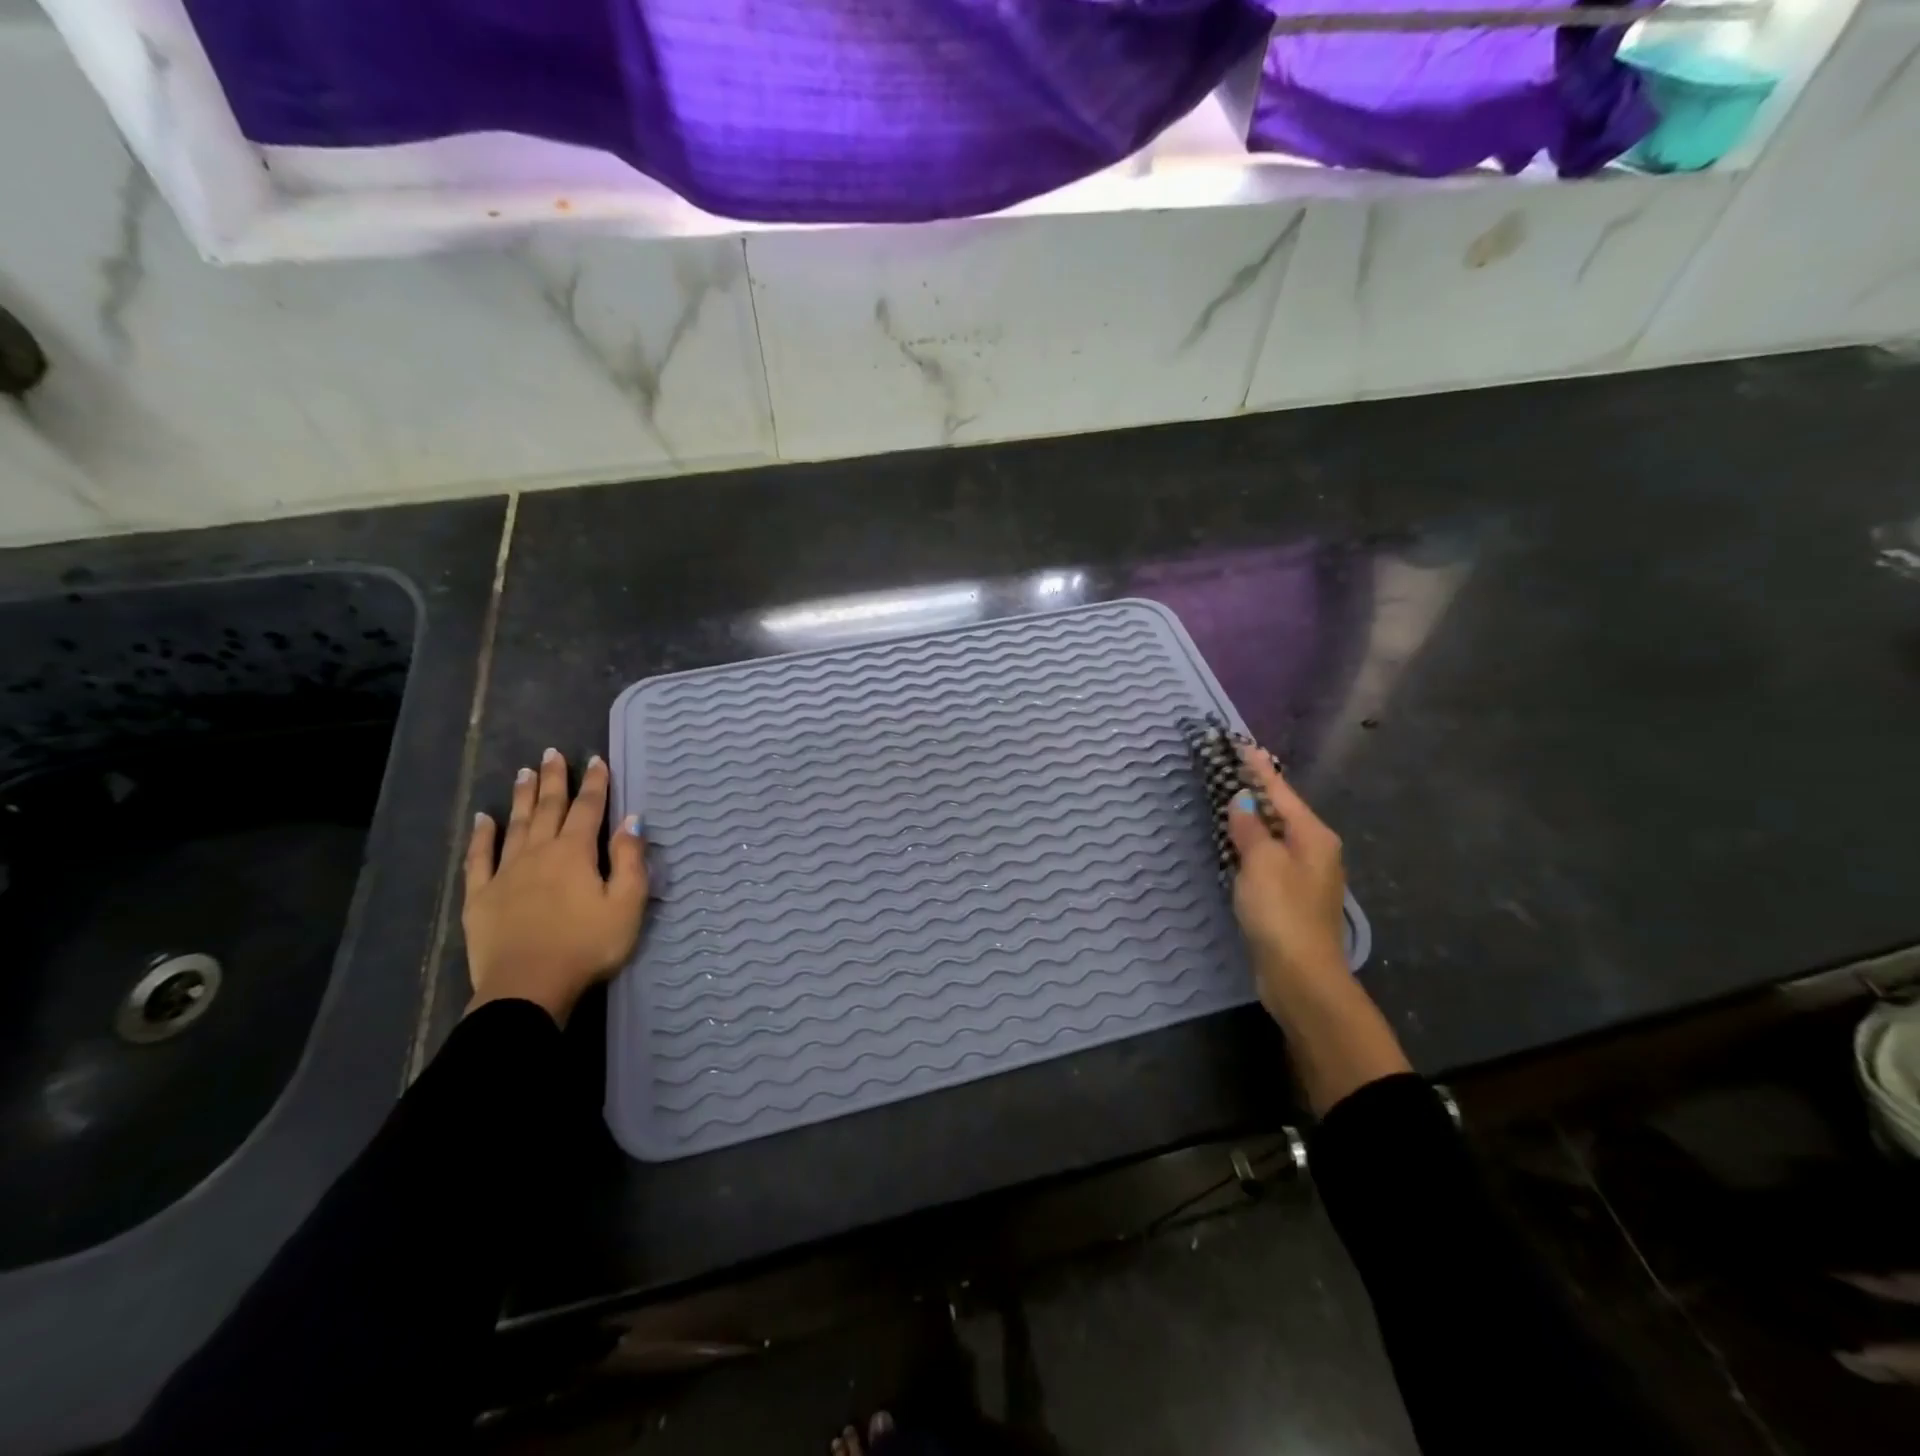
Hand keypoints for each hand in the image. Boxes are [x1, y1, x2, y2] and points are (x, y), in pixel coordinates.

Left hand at [463, 749, 647, 1026]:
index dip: (595, 783)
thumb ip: (630, 860)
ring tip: (525, 772)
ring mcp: (505, 873)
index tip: (596, 759)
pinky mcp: (480, 896)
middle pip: (548, 808)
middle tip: (553, 753)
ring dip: (523, 797)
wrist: (527, 989)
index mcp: (575, 853)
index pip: (588, 809)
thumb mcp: (627, 905)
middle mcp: (539, 852)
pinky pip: (480, 857)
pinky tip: (484, 818)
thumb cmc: (587, 946)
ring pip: (516, 825)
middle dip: (554, 780)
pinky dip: (482, 835)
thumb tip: (632, 821)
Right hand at [1225, 745, 1348, 1016]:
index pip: (1281, 793)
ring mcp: (1306, 877)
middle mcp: (1315, 851)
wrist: (1301, 976)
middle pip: (1282, 812)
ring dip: (1254, 819)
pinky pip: (1270, 859)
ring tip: (1230, 799)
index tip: (1244, 745)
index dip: (1260, 770)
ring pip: (1276, 836)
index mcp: (1314, 837)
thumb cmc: (1282, 913)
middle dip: (1257, 791)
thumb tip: (1241, 801)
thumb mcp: (1261, 864)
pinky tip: (1237, 844)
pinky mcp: (1292, 899)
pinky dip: (1252, 845)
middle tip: (1232, 769)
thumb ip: (1250, 829)